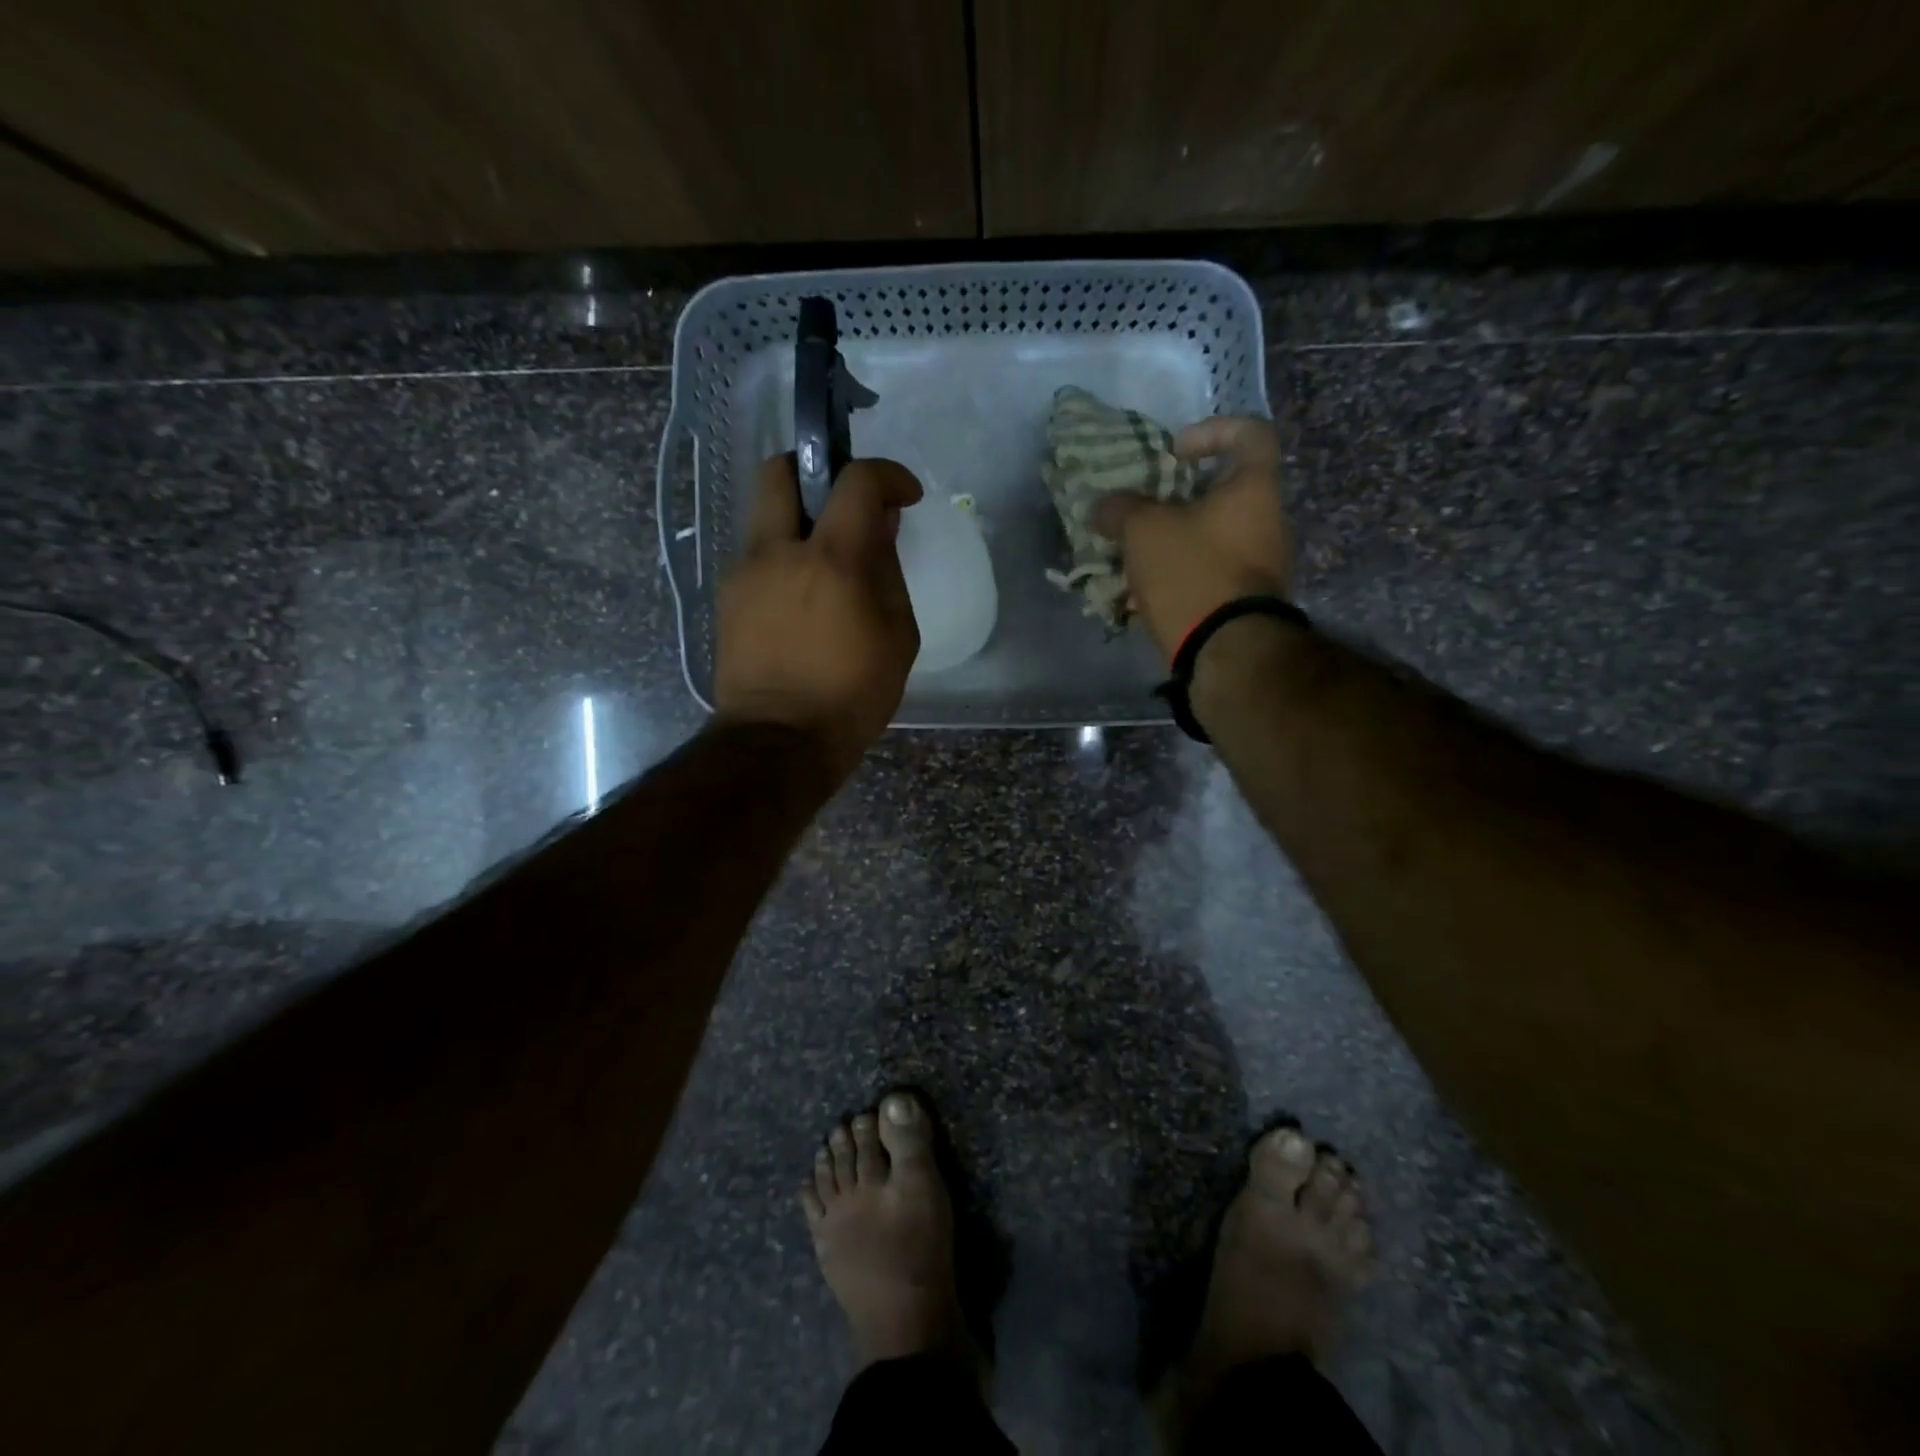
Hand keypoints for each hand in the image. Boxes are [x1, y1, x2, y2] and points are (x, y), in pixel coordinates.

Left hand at [713, 454, 923, 781]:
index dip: (887, 475)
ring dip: (798, 520)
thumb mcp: (897, 638)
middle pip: (780, 470)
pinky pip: (757, 555)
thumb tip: (880, 528)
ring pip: (764, 514)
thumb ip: (888, 573)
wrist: (779, 742)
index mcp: (831, 560)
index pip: (856, 481)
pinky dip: (782, 557)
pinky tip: (800, 599)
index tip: (904, 495)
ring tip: (825, 564)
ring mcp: (743, 572)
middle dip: (815, 469)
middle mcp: (777, 552)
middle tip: (843, 504)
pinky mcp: (726, 598)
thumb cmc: (851, 696)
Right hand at [1092, 416, 1292, 659]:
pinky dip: (1177, 575)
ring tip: (1133, 556)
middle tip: (1141, 510)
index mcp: (1254, 489)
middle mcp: (1267, 522)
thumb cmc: (1192, 572)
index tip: (1174, 453)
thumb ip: (1120, 509)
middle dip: (1176, 499)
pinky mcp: (1243, 601)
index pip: (1250, 433)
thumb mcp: (1143, 531)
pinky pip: (1207, 574)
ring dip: (1172, 541)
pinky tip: (1141, 593)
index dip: (1211, 431)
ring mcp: (1259, 565)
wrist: (1225, 650)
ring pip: (1210, 537)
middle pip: (1223, 492)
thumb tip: (1104, 506)